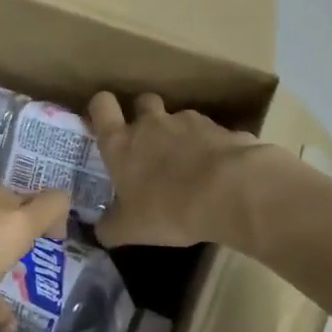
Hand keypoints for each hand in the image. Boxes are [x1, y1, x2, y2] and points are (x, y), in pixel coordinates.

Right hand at [88, 92, 256, 247]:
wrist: (230, 192)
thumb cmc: (168, 209)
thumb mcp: (131, 230)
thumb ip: (111, 227)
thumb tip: (100, 230)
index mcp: (121, 143)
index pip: (102, 106)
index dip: (101, 109)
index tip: (106, 121)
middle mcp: (151, 124)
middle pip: (142, 101)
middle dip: (144, 115)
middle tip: (148, 142)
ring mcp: (188, 122)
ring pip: (177, 117)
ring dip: (178, 133)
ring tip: (188, 162)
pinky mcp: (221, 128)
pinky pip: (209, 132)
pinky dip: (209, 145)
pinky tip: (216, 170)